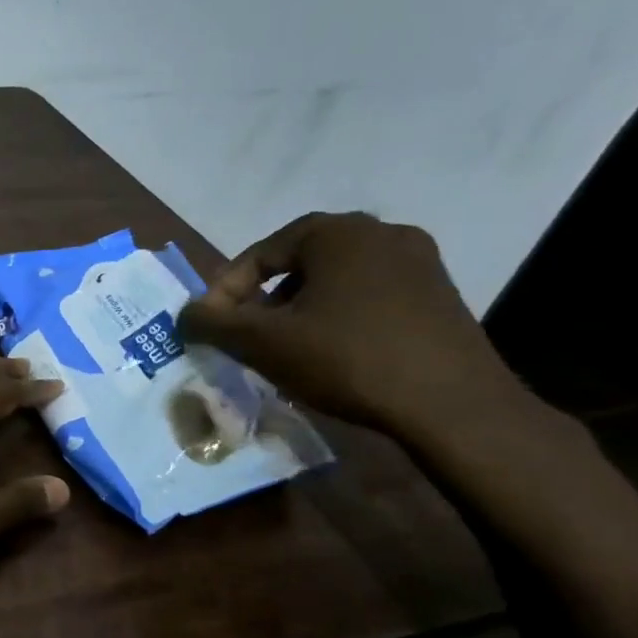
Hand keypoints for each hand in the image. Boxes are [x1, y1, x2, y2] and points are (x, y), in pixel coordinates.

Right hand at [177, 212, 527, 439]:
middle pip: (297, 265)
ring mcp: (418, 262)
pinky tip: (330, 354)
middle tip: (245, 338)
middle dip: (262, 301)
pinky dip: (337, 318)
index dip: (225, 291)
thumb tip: (185, 314)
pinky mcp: (439, 295)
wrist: (451, 404)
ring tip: (284, 350)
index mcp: (337, 232)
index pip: (260, 253)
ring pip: (333, 281)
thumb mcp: (262, 343)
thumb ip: (212, 323)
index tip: (212, 328)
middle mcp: (381, 233)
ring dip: (298, 311)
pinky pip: (367, 297)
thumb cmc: (347, 359)